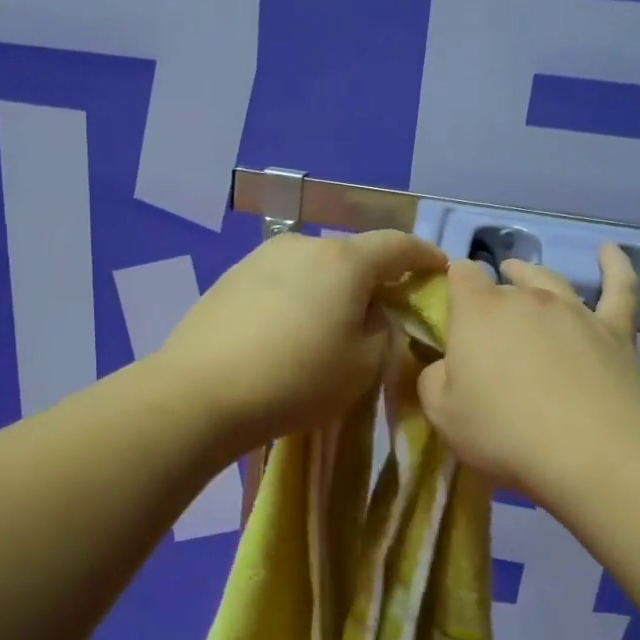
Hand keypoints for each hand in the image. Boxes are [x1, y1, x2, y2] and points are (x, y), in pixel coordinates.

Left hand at [158, 228, 446, 447]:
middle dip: (374, 279)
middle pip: (353, 255)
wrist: (199, 393)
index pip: (399, 245)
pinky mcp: (230, 278)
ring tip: (330, 327)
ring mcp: (260, 258)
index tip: (440, 270)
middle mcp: (302, 245)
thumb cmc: (295, 380)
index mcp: (344, 260)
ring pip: (314, 268)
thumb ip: (384, 331)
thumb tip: (374, 314)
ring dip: (332, 290)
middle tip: (382, 313)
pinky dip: (298, 298)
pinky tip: (287, 332)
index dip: (425, 257)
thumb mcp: (364, 366)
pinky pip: (282, 282)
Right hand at [418, 245, 639, 503]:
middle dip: (490, 294)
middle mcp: (526, 299)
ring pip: (549, 280)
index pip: (460, 276)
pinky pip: (619, 287)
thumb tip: (443, 365)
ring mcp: (574, 311)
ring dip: (530, 273)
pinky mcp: (615, 330)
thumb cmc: (504, 433)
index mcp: (478, 313)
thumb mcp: (443, 414)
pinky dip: (614, 266)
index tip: (448, 300)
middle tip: (484, 317)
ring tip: (518, 271)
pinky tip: (609, 251)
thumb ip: (433, 380)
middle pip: (504, 283)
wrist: (591, 452)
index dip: (452, 282)